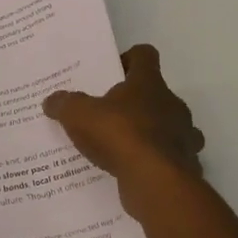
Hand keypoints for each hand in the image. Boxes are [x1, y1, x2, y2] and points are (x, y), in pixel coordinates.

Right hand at [42, 44, 205, 220]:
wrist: (156, 181)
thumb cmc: (119, 135)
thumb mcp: (79, 115)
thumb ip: (65, 104)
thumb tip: (51, 100)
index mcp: (148, 83)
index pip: (145, 55)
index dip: (129, 58)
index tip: (113, 71)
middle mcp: (172, 103)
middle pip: (156, 94)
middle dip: (135, 103)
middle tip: (109, 114)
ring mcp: (183, 134)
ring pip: (169, 126)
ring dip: (151, 133)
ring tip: (123, 146)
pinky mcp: (186, 164)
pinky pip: (170, 157)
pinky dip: (156, 161)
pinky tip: (136, 171)